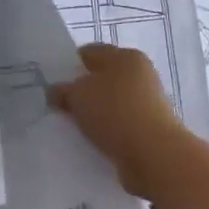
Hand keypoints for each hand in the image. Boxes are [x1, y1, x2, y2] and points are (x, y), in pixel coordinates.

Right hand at [50, 44, 188, 197]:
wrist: (155, 156)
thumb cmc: (114, 112)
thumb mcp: (77, 95)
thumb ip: (62, 90)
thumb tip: (55, 92)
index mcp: (125, 56)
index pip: (90, 52)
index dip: (69, 65)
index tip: (54, 82)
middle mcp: (141, 74)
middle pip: (103, 78)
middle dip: (82, 91)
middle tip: (60, 105)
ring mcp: (149, 102)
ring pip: (111, 103)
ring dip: (95, 113)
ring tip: (74, 126)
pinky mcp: (152, 129)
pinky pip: (121, 124)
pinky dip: (108, 131)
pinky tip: (92, 140)